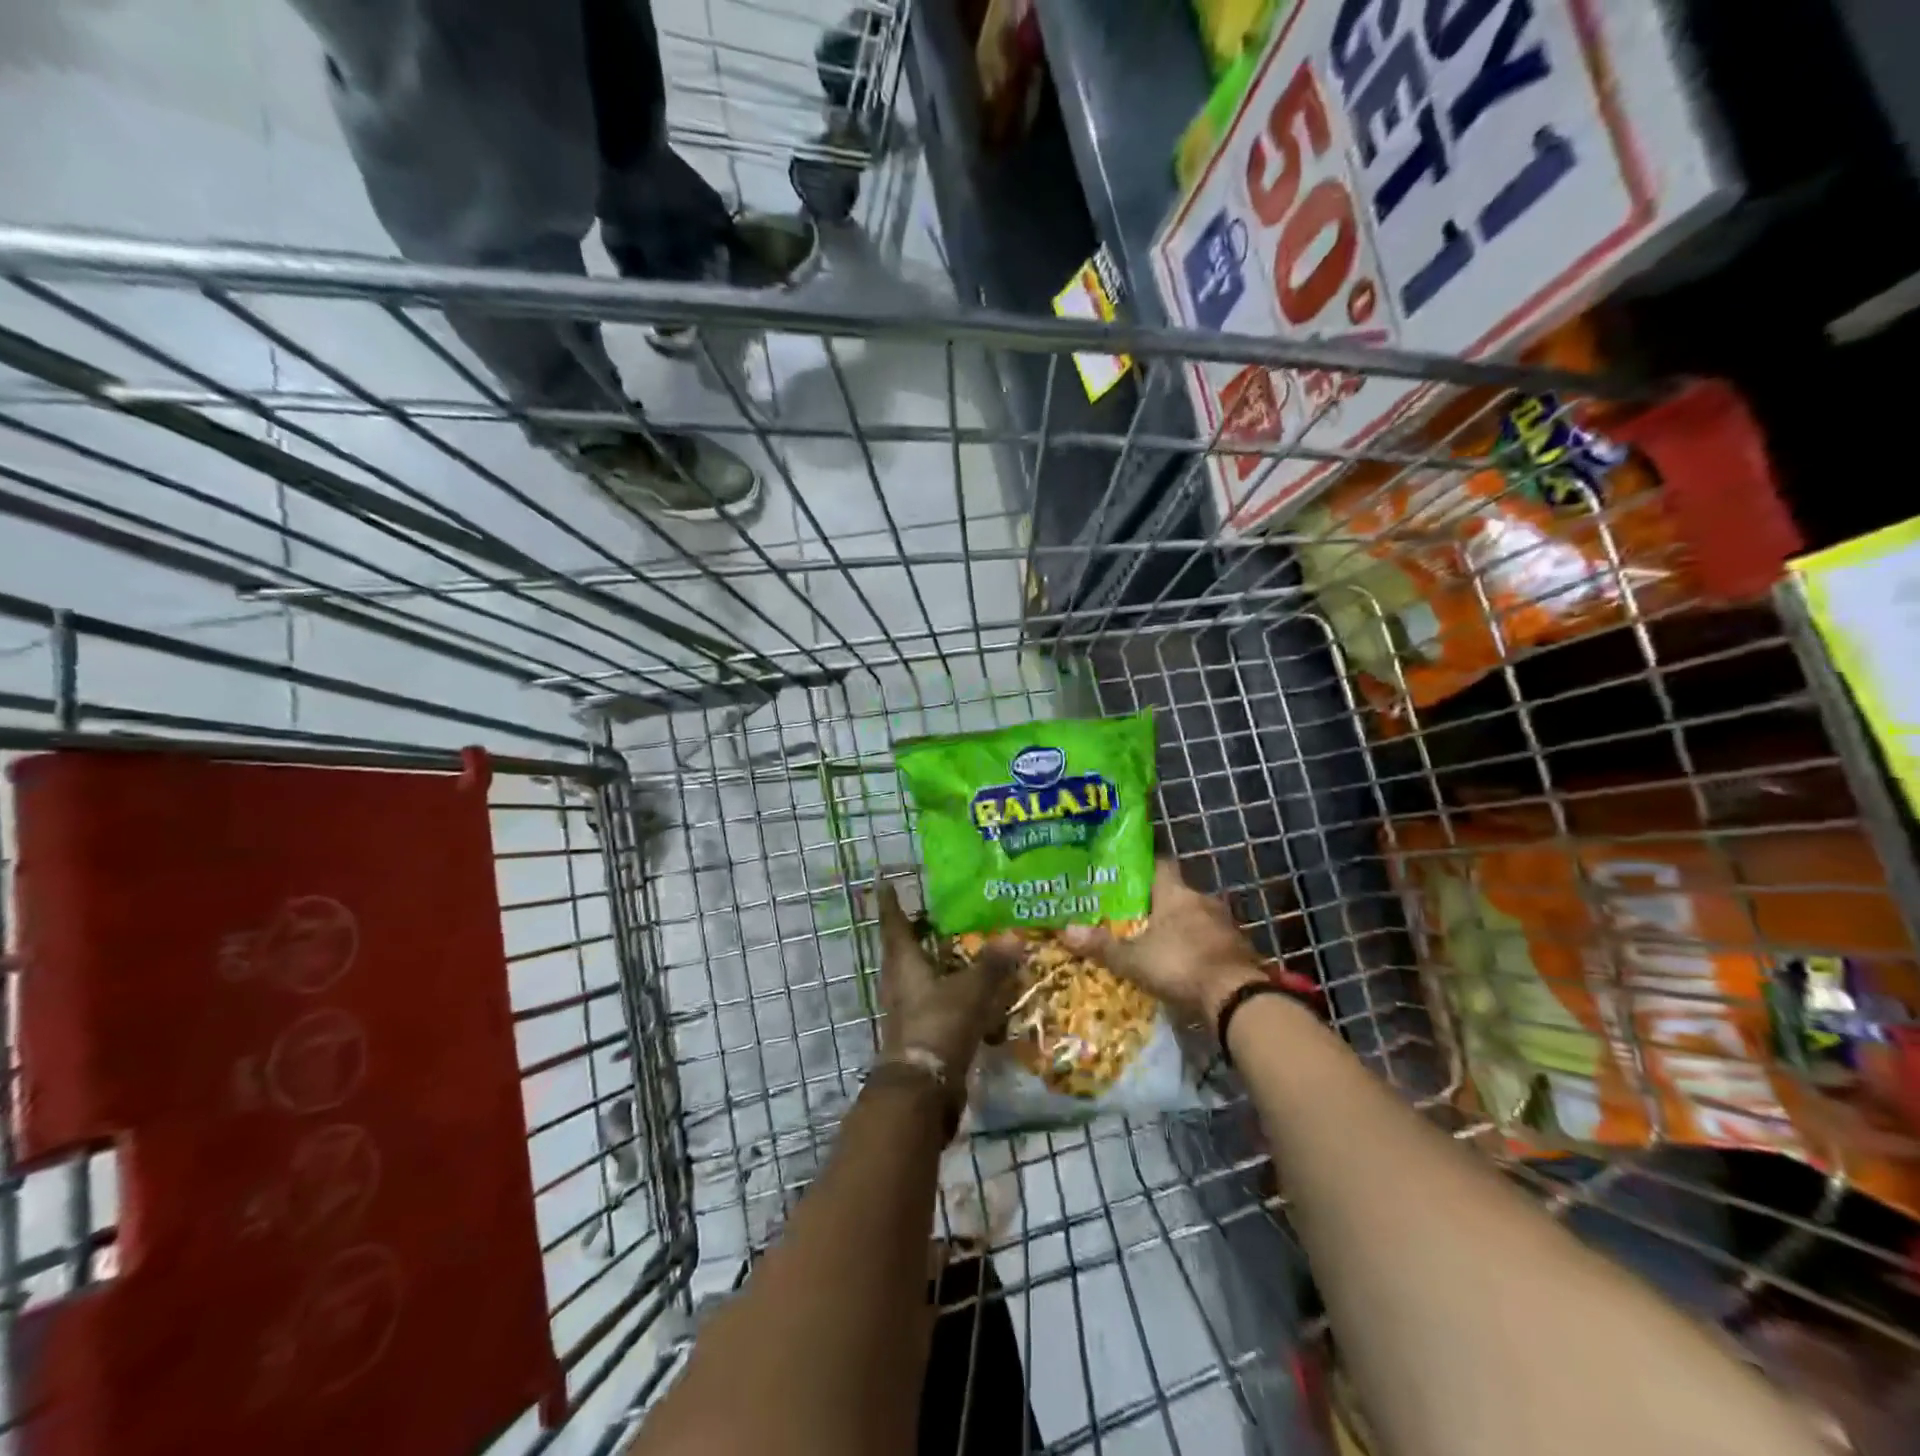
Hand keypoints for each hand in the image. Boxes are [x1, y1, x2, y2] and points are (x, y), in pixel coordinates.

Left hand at [874, 881, 1019, 1073]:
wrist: (922, 1086)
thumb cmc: (939, 1024)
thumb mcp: (971, 990)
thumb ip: (992, 964)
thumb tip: (1014, 936)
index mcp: (903, 963)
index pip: (894, 924)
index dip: (890, 904)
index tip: (885, 884)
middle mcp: (897, 982)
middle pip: (900, 950)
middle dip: (911, 931)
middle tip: (927, 913)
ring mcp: (904, 1009)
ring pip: (912, 975)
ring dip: (926, 960)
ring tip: (947, 946)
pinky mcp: (915, 1031)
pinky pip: (926, 999)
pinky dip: (940, 988)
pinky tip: (960, 987)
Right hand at [1061, 858, 1268, 1021]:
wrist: (1237, 998)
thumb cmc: (1180, 965)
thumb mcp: (1133, 960)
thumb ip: (1102, 946)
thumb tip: (1064, 930)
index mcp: (1176, 893)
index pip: (1160, 864)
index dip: (1143, 866)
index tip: (1126, 873)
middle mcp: (1203, 900)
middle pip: (1177, 893)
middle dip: (1158, 903)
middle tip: (1134, 914)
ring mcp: (1225, 924)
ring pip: (1196, 917)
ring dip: (1180, 927)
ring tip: (1157, 940)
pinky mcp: (1239, 949)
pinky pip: (1212, 940)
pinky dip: (1198, 947)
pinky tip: (1184, 963)